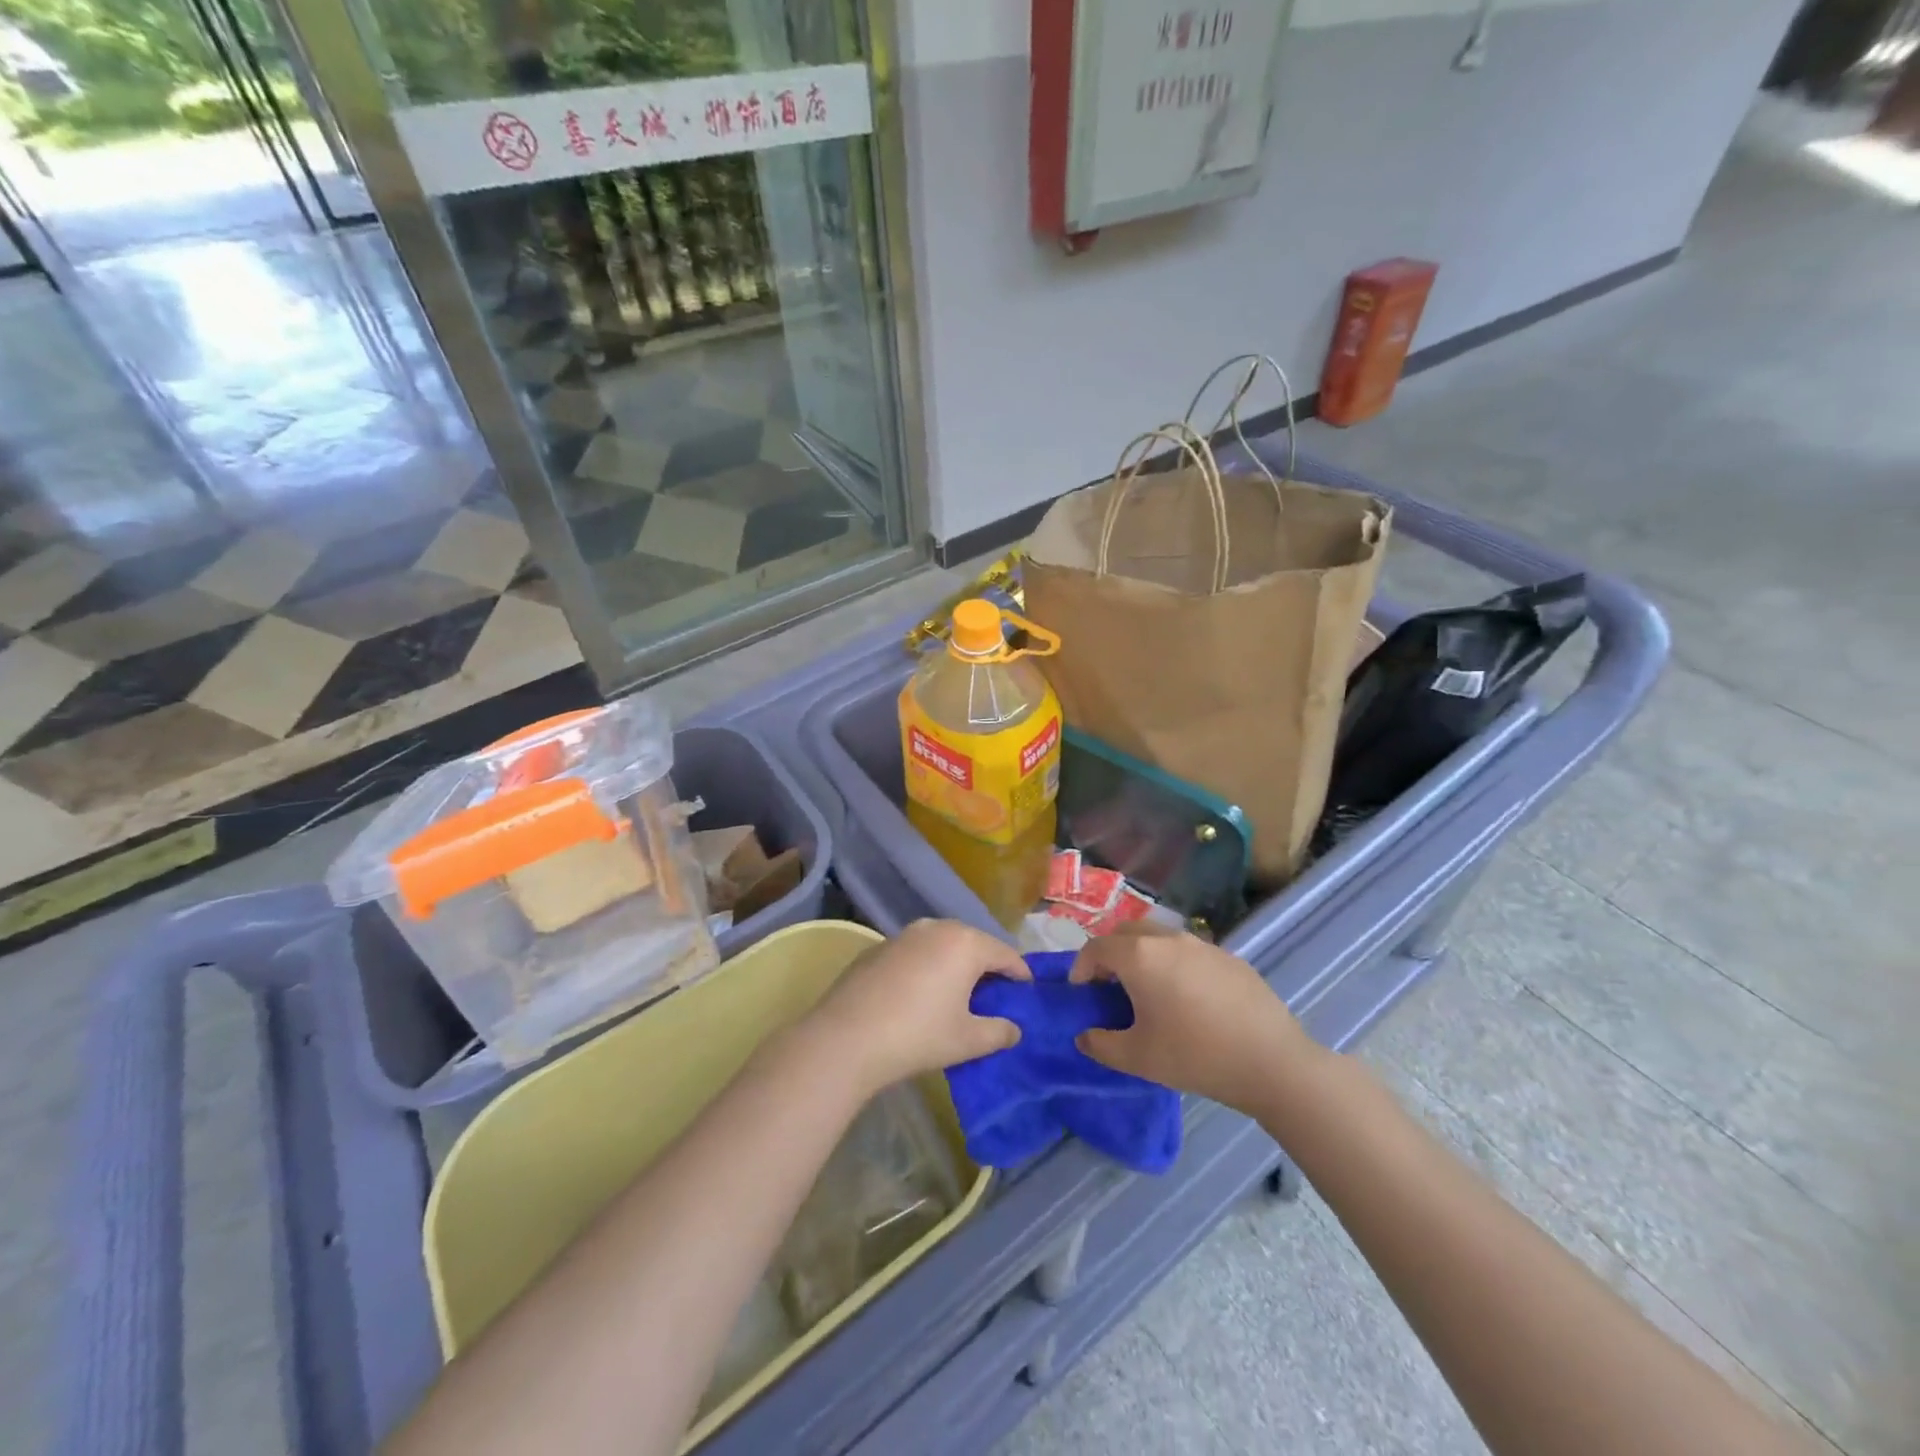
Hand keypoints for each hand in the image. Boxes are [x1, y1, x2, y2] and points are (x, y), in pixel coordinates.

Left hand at [807, 919, 1028, 1094]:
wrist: (846, 1037)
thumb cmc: (918, 1036)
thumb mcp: (968, 1040)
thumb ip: (999, 1032)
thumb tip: (1014, 1029)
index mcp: (966, 944)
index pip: (1005, 954)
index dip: (1020, 973)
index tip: (1026, 991)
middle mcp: (937, 928)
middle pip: (973, 942)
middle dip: (987, 965)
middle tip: (994, 993)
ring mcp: (904, 934)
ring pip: (942, 943)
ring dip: (954, 963)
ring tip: (958, 992)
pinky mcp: (878, 947)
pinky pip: (915, 952)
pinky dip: (926, 966)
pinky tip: (919, 993)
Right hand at [1069, 925, 1316, 1114]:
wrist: (1271, 1062)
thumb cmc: (1194, 1055)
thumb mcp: (1137, 1058)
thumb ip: (1101, 1044)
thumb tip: (1085, 1036)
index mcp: (1139, 956)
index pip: (1096, 948)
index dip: (1081, 967)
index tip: (1081, 992)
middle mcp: (1168, 939)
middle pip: (1126, 932)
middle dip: (1111, 953)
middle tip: (1110, 985)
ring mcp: (1202, 945)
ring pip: (1160, 937)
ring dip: (1144, 955)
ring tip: (1148, 991)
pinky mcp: (1229, 957)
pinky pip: (1189, 952)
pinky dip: (1175, 965)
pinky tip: (1189, 1000)